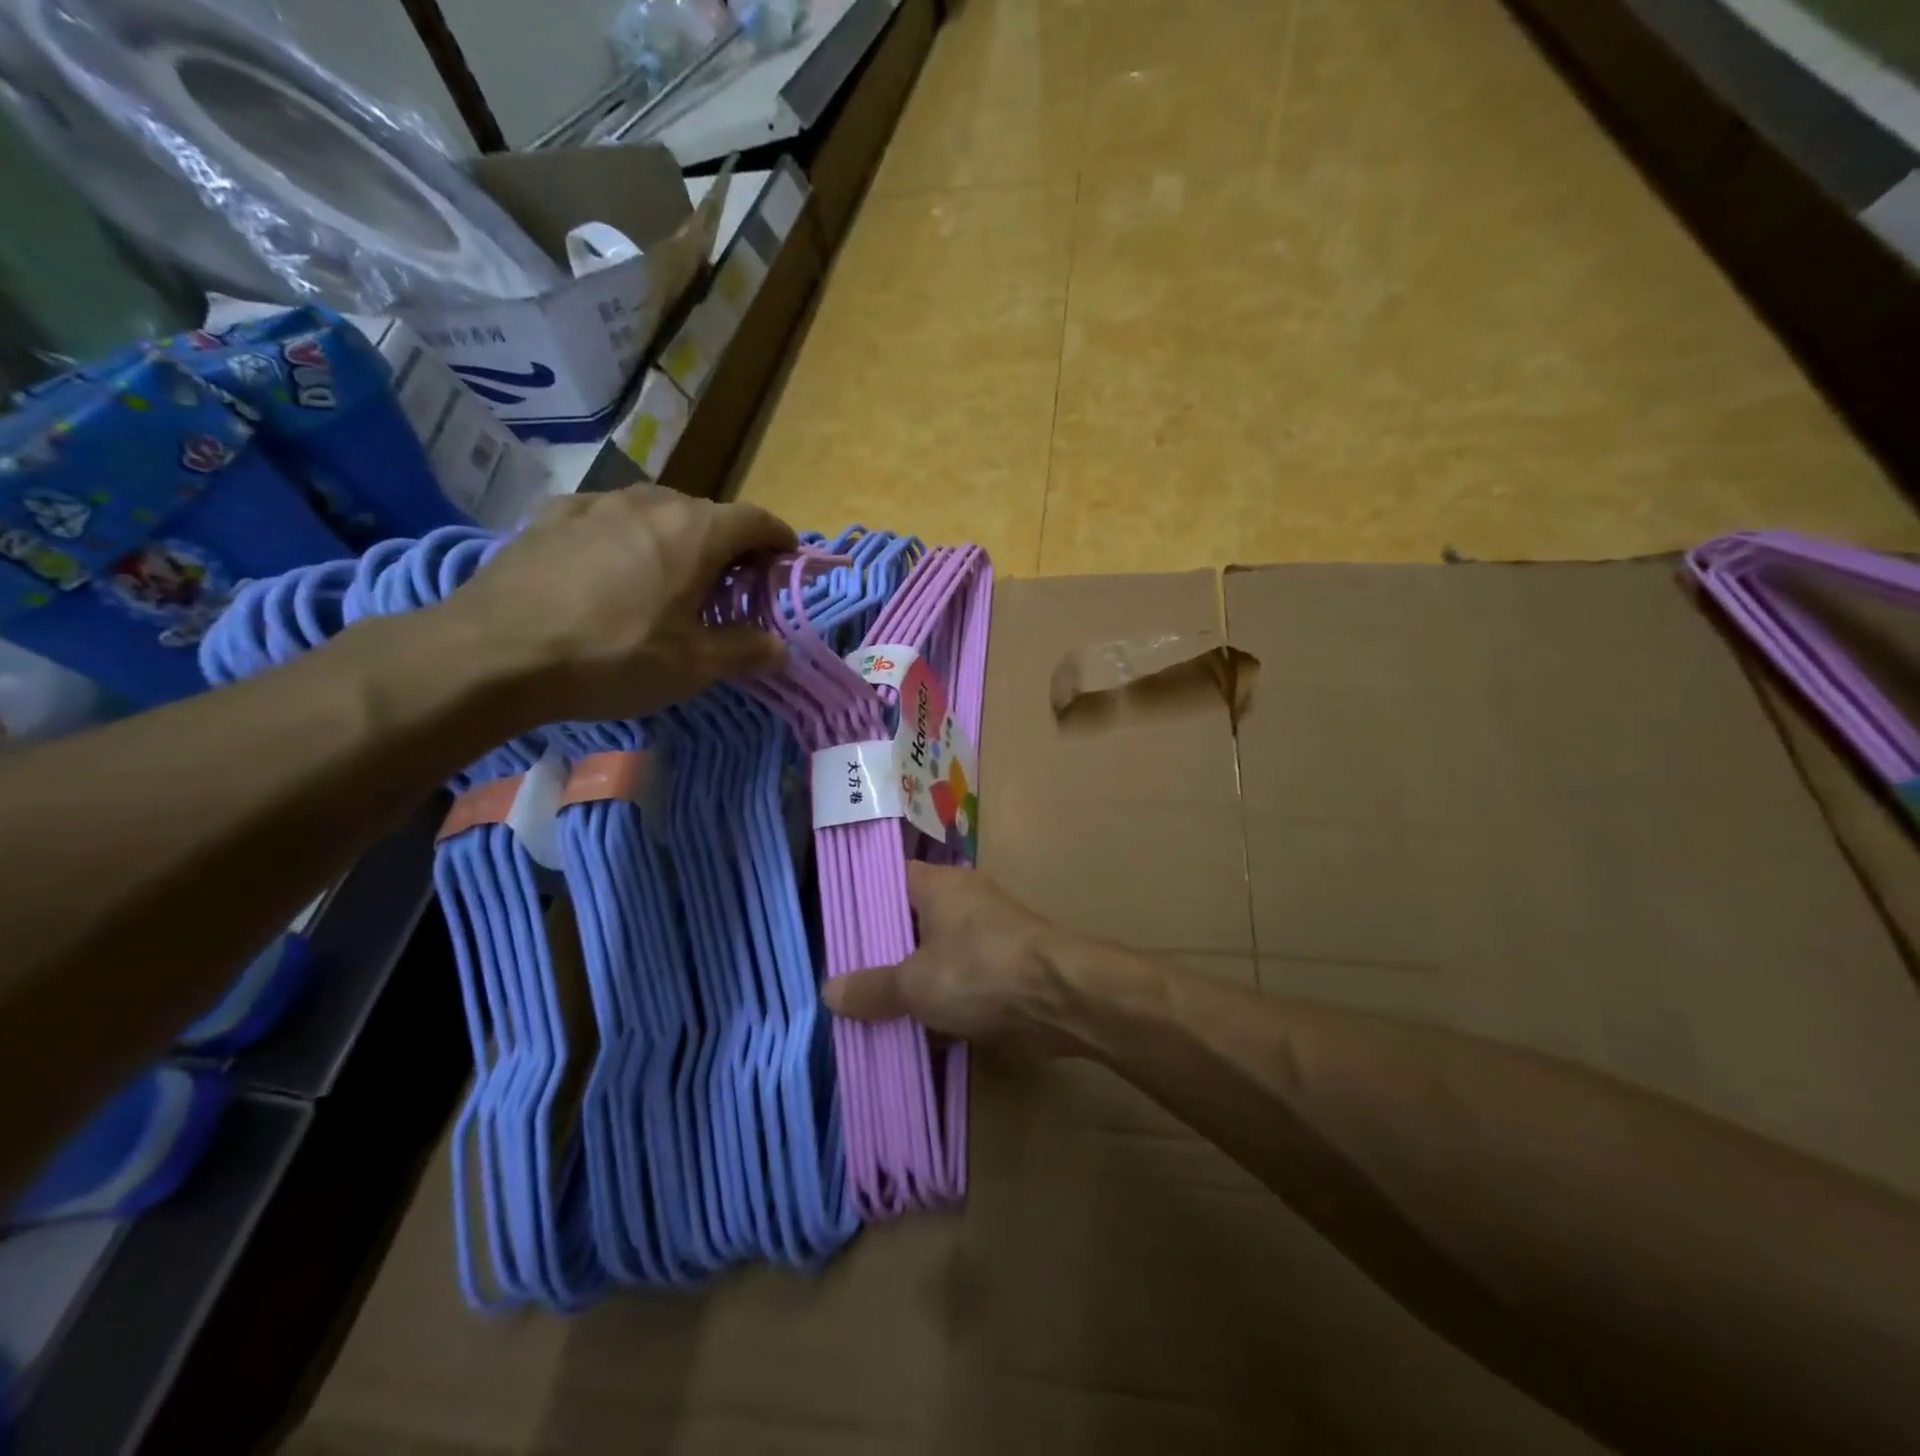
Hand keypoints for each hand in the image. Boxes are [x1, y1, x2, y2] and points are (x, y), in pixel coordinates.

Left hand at [441, 487, 794, 722]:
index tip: (787, 561)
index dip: (780, 539)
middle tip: (731, 585)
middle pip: (708, 514)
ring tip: (671, 575)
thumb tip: (782, 647)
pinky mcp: (551, 517)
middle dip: (729, 545)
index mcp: (696, 532)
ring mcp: (596, 504)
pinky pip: (606, 518)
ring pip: (655, 511)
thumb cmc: (613, 657)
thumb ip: (746, 650)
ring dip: (677, 538)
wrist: (494, 652)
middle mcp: (651, 503)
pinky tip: (611, 566)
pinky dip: (625, 537)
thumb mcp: (693, 666)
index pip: (756, 520)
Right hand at [824, 864, 1083, 1056]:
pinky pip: (963, 980)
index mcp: (938, 884)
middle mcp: (964, 900)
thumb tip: (828, 991)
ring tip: (873, 1011)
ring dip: (915, 983)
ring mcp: (989, 933)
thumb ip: (871, 988)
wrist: (1062, 998)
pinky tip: (919, 1031)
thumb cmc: (979, 972)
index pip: (887, 880)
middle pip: (911, 921)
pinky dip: (944, 1002)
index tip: (836, 933)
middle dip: (883, 953)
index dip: (861, 903)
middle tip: (848, 981)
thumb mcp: (914, 983)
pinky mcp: (1007, 967)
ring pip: (937, 955)